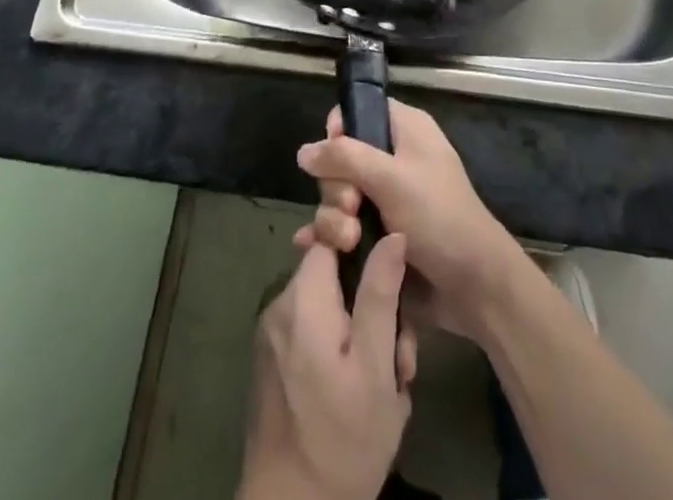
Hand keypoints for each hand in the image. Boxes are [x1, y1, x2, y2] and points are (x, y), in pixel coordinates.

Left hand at [237, 237, 416, 499]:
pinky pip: (312, 334)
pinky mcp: (272, 364)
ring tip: (388, 382)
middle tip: (401, 354)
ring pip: (327, 308)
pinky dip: (339, 351)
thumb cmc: (341, 439)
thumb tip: (393, 233)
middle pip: (333, 276)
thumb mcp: (376, 366)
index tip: (392, 275)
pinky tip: (360, 392)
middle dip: (371, 305)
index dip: (364, 243)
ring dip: (360, 334)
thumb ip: (381, 293)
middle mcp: (279, 306)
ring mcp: (272, 336)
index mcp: (302, 298)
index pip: (331, 236)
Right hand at [295, 100, 522, 339]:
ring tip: (348, 242)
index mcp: (405, 130)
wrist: (474, 287)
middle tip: (351, 208)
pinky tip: (312, 249)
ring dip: (334, 219)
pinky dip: (328, 237)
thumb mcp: (392, 179)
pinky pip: (342, 226)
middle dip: (337, 187)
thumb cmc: (439, 218)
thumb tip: (303, 151)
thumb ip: (345, 159)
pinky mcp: (378, 236)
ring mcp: (385, 200)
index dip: (339, 131)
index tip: (333, 158)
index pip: (360, 112)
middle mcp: (393, 159)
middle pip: (342, 158)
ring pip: (339, 196)